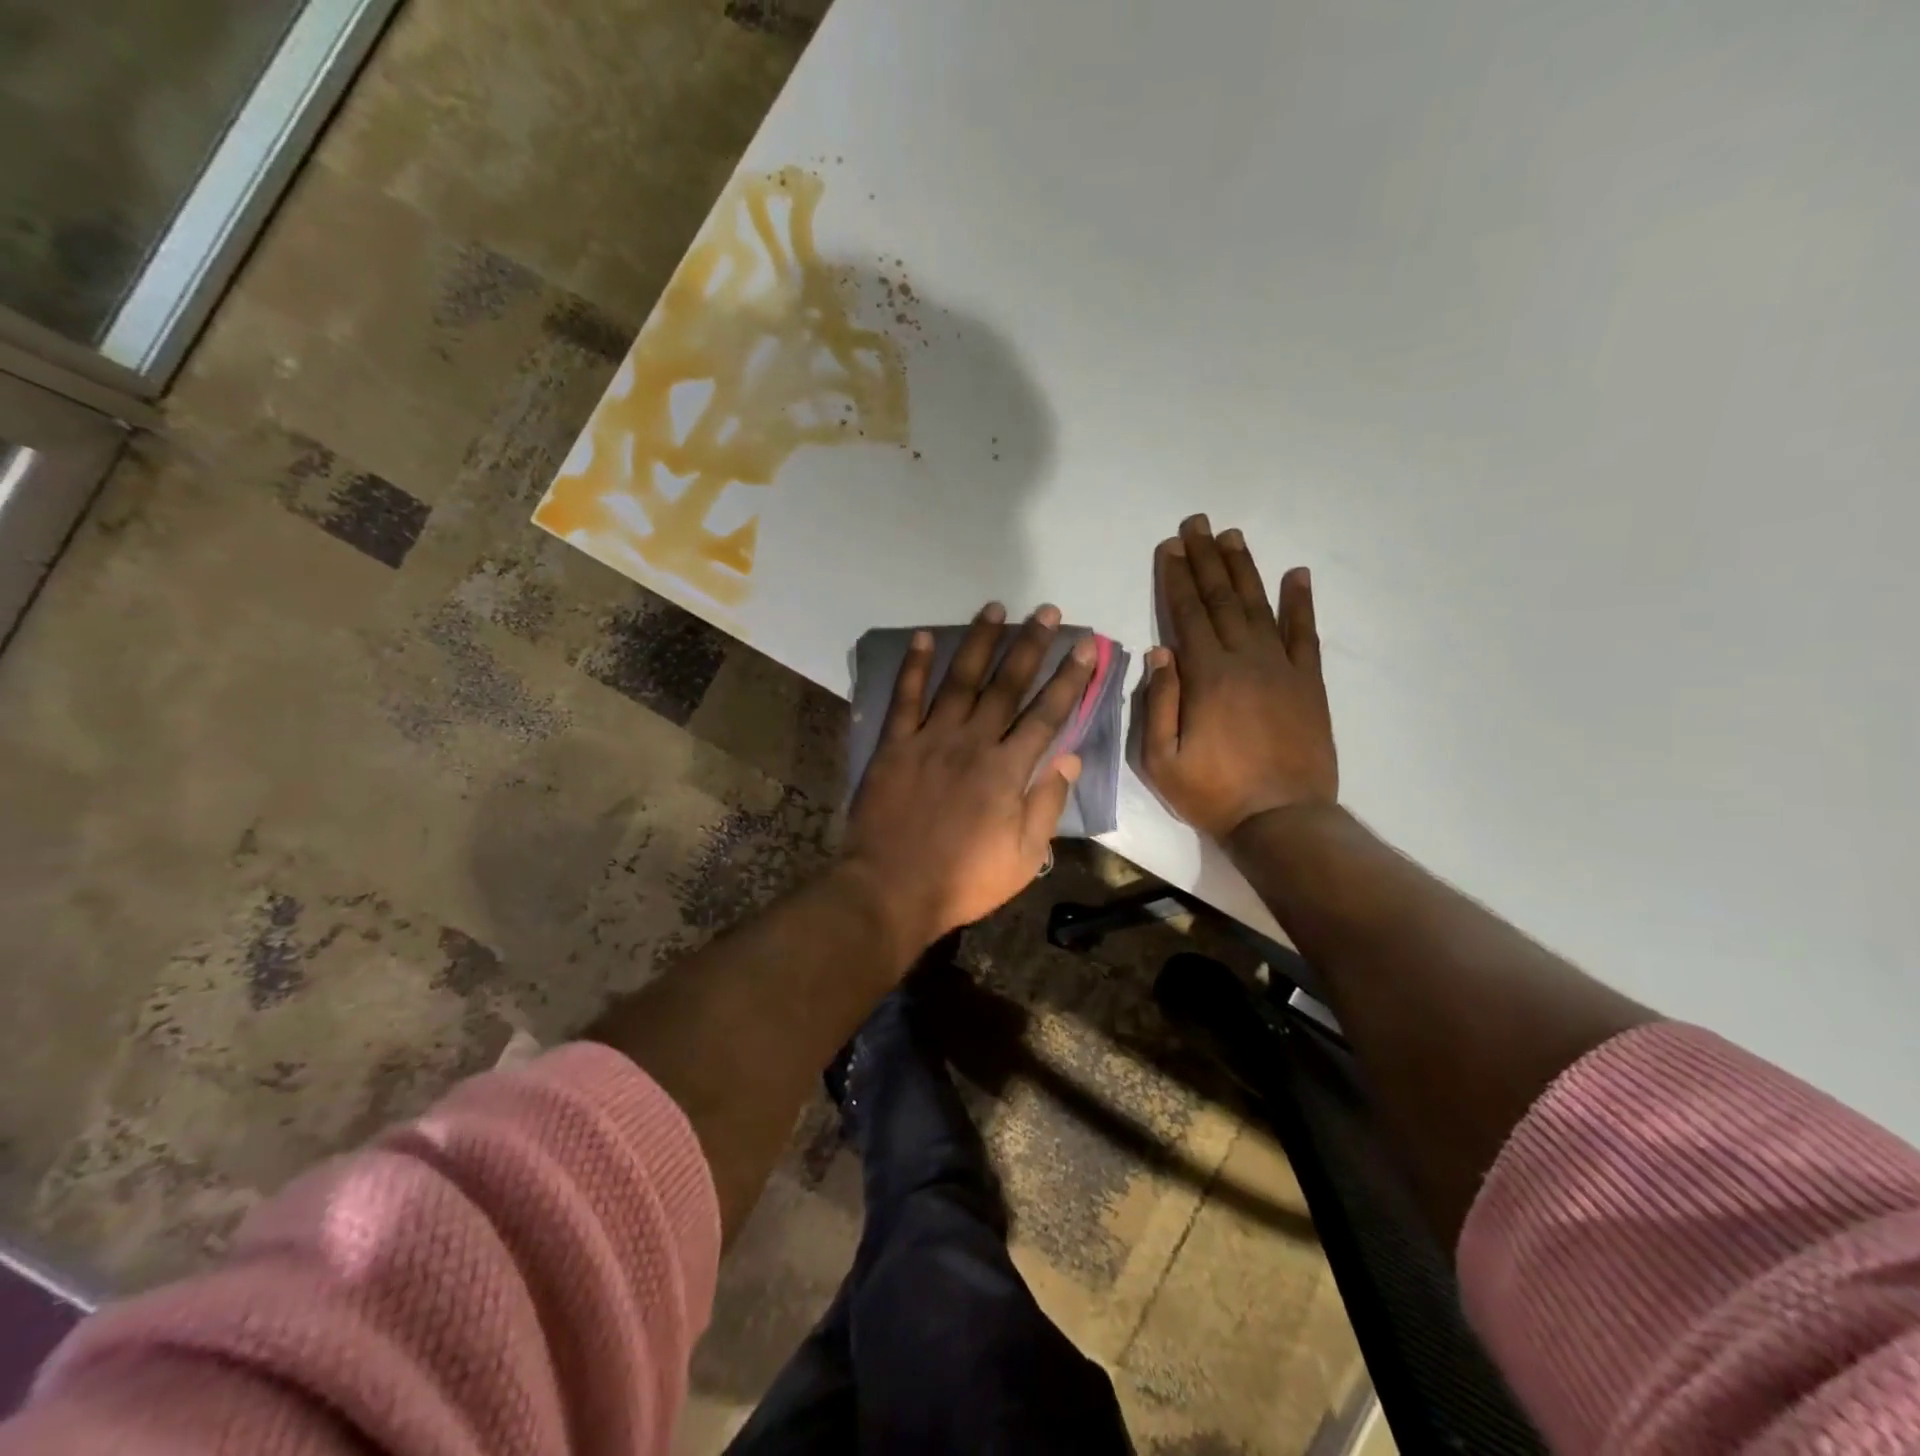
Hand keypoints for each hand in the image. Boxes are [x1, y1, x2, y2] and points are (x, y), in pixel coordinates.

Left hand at [845, 602, 1095, 953]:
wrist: (891, 890)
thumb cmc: (963, 880)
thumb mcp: (1024, 857)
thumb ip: (1047, 803)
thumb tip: (1071, 757)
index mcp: (1007, 770)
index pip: (1046, 714)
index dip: (1069, 679)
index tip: (1085, 647)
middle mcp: (972, 742)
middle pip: (1007, 685)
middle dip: (1030, 645)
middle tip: (1046, 611)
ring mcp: (930, 739)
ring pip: (960, 680)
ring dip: (979, 642)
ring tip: (995, 608)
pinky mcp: (894, 745)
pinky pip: (905, 698)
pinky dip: (914, 666)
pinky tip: (924, 637)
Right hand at [1142, 516, 1336, 839]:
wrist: (1283, 820)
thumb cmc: (1213, 793)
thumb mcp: (1161, 760)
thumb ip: (1157, 703)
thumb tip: (1159, 652)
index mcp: (1206, 676)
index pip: (1186, 615)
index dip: (1176, 578)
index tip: (1170, 546)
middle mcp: (1245, 660)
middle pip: (1221, 599)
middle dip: (1206, 559)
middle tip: (1198, 524)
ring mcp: (1282, 668)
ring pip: (1259, 607)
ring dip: (1244, 569)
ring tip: (1232, 536)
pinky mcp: (1309, 684)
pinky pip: (1305, 634)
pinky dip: (1300, 603)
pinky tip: (1296, 575)